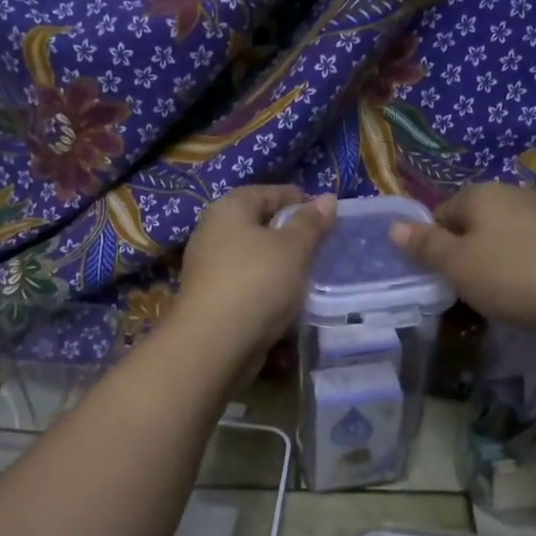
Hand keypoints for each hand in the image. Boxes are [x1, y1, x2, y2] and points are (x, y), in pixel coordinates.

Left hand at [174, 186, 335, 356]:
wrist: (215, 344)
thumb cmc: (257, 282)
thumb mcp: (293, 248)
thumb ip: (311, 223)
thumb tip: (328, 198)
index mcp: (228, 209)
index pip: (265, 192)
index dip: (296, 198)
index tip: (324, 214)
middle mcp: (211, 233)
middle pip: (256, 224)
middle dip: (287, 233)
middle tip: (320, 245)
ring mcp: (207, 269)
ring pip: (251, 257)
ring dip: (277, 263)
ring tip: (308, 274)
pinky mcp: (211, 300)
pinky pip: (245, 284)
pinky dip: (266, 287)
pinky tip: (286, 300)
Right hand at [390, 182, 535, 342]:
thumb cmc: (512, 277)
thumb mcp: (457, 267)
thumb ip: (426, 246)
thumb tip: (394, 225)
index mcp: (483, 196)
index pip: (444, 212)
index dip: (435, 243)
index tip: (438, 275)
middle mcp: (520, 195)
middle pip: (483, 219)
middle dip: (472, 245)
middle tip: (469, 285)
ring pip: (524, 227)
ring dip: (514, 245)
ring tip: (511, 282)